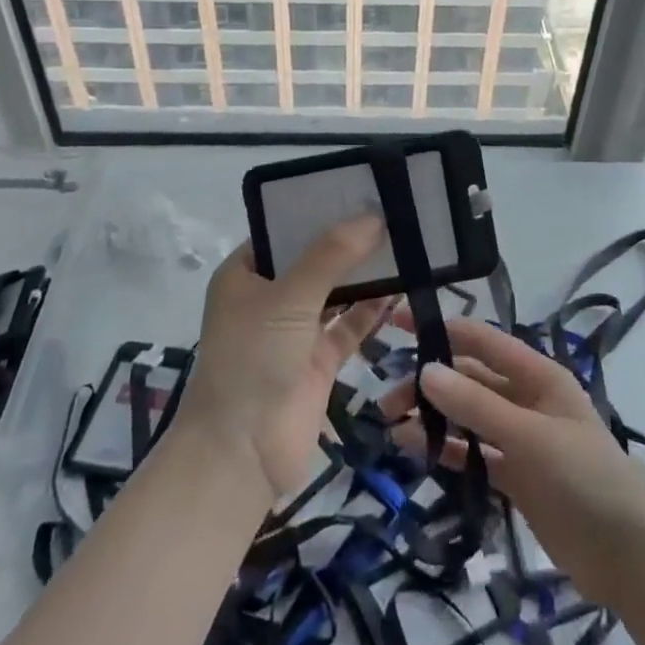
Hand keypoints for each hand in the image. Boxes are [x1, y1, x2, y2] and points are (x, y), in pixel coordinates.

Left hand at [174, 216, 390, 498]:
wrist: (240, 455)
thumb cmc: (252, 360)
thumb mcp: (288, 297)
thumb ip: (331, 255)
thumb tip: (374, 217)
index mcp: (244, 273)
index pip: (283, 229)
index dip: (318, 209)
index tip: (359, 189)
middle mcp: (268, 297)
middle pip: (313, 258)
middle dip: (348, 240)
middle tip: (392, 211)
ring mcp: (294, 330)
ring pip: (335, 291)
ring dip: (365, 274)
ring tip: (404, 242)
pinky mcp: (318, 361)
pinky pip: (349, 326)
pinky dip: (372, 310)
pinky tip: (402, 290)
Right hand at [379, 314, 644, 609]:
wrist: (630, 558)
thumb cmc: (586, 478)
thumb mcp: (531, 437)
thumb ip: (477, 406)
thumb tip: (425, 370)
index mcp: (537, 375)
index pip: (481, 339)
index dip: (441, 328)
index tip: (398, 322)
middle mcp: (526, 399)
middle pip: (469, 378)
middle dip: (429, 381)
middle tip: (387, 399)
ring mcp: (520, 438)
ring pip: (467, 415)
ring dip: (432, 415)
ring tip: (391, 423)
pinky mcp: (515, 476)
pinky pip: (473, 452)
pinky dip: (445, 448)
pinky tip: (413, 449)